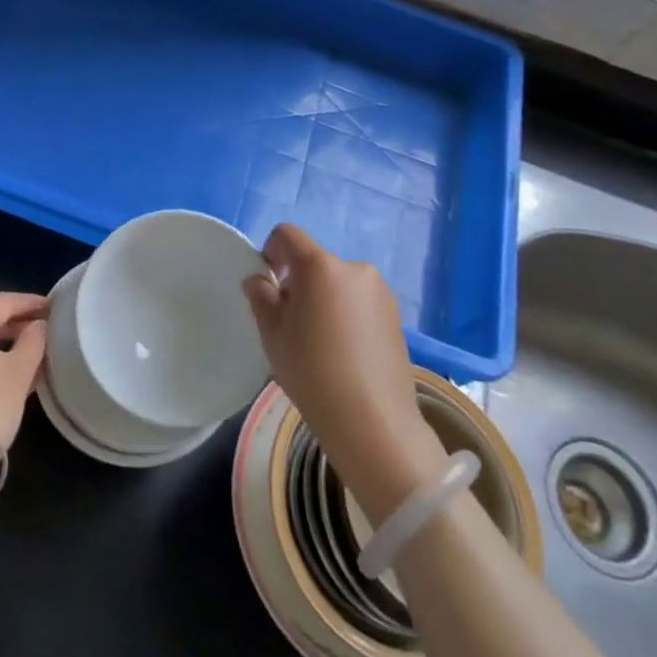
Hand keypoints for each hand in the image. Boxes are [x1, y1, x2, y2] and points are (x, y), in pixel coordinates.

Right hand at [243, 225, 442, 520]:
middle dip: (298, 282)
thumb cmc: (312, 372)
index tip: (269, 284)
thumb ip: (261, 297)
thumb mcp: (272, 334)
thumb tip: (260, 279)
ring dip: (324, 298)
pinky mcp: (396, 315)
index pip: (287, 235)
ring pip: (338, 283)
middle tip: (292, 324)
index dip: (271, 251)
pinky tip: (344, 352)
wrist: (372, 421)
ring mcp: (380, 291)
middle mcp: (354, 269)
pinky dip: (346, 314)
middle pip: (315, 262)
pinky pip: (359, 301)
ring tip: (320, 342)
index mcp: (320, 266)